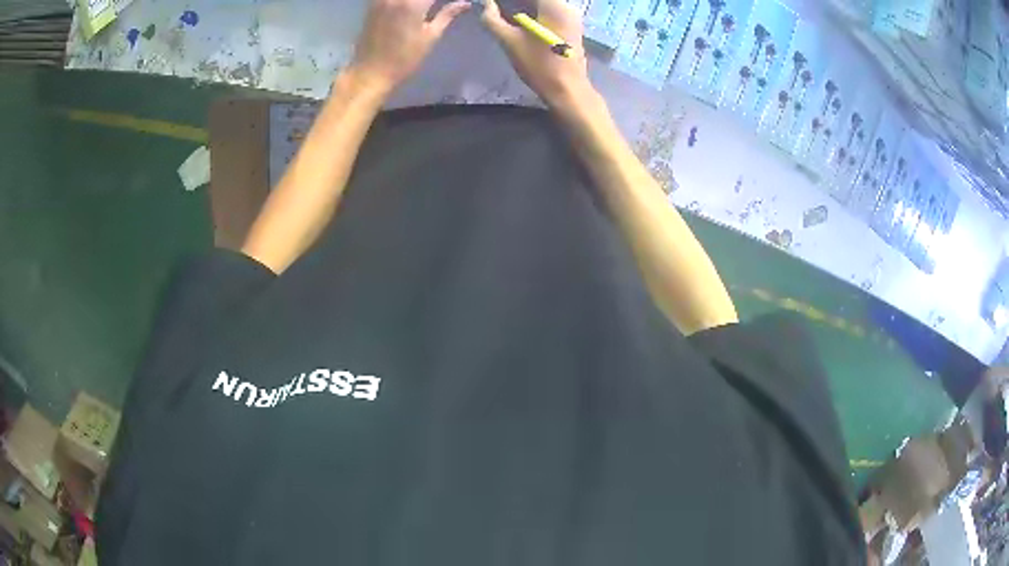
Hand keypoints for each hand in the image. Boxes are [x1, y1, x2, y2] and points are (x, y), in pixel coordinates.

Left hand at [349, 0, 469, 94]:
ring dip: (418, 0)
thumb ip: (448, 15)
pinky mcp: (372, 5)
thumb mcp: (430, 37)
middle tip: (435, 6)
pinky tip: (409, 8)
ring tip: (424, 7)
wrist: (370, 72)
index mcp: (414, 4)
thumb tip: (465, 3)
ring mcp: (381, 0)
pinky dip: (402, 2)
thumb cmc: (404, 59)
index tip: (454, 2)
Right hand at [481, 0, 593, 107]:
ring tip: (504, 13)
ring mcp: (572, 18)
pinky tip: (519, 19)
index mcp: (554, 6)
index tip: (494, 2)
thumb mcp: (509, 41)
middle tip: (496, 7)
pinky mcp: (571, 28)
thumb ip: (492, 19)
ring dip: (525, 5)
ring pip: (544, 4)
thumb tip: (485, 4)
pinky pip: (550, 11)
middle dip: (516, 2)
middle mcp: (566, 7)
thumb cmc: (539, 66)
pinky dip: (534, 11)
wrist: (568, 91)